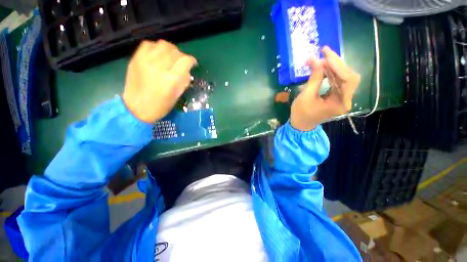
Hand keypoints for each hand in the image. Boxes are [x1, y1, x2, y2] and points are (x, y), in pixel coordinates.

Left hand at [123, 40, 196, 122]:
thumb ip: (183, 81)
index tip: (193, 63)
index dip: (191, 60)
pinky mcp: (136, 59)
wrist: (136, 108)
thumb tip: (187, 70)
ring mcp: (145, 61)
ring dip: (170, 50)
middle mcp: (159, 67)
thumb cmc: (160, 106)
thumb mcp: (177, 96)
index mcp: (171, 79)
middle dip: (182, 56)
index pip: (185, 61)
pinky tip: (158, 55)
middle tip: (181, 62)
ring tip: (170, 57)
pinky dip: (156, 48)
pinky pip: (148, 44)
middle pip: (175, 52)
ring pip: (163, 45)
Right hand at [290, 46, 359, 130]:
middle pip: (349, 76)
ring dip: (334, 67)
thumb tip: (315, 59)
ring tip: (322, 59)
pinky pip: (338, 81)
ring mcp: (342, 97)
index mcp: (340, 103)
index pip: (348, 79)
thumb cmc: (301, 113)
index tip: (325, 53)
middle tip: (323, 53)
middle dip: (337, 64)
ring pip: (344, 77)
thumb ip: (314, 78)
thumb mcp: (306, 95)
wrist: (301, 124)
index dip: (338, 65)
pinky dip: (332, 73)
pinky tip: (324, 68)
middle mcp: (346, 99)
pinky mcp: (337, 96)